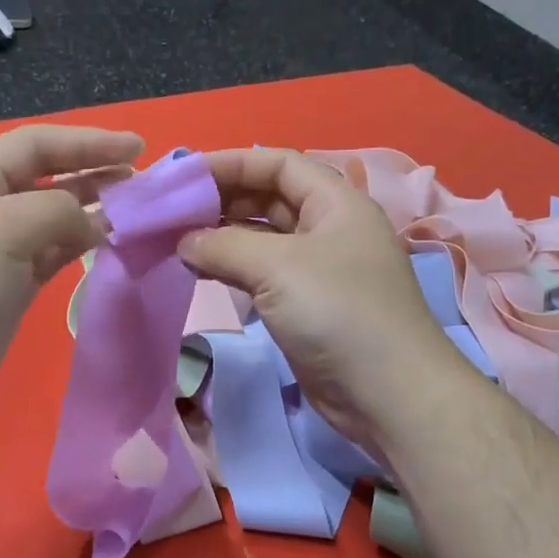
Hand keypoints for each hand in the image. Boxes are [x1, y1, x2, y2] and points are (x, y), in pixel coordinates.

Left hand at [0, 124, 143, 431]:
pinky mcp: (12, 286)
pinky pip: (55, 253)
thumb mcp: (1, 228)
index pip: (35, 145)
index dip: (86, 142)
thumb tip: (95, 221)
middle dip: (93, 172)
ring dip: (93, 208)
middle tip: (142, 180)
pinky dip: (83, 244)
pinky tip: (110, 241)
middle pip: (47, 176)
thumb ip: (56, 210)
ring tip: (135, 208)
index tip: (136, 148)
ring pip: (54, 217)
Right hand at [181, 148, 461, 452]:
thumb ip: (223, 245)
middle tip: (172, 212)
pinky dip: (232, 268)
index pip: (278, 164)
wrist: (386, 393)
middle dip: (222, 201)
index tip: (184, 176)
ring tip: (176, 241)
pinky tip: (200, 271)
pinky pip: (262, 274)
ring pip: (262, 240)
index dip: (231, 164)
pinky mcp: (306, 306)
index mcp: (335, 203)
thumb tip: (183, 242)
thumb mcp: (278, 266)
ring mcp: (318, 270)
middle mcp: (328, 229)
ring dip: (222, 237)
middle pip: (269, 199)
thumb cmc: (337, 312)